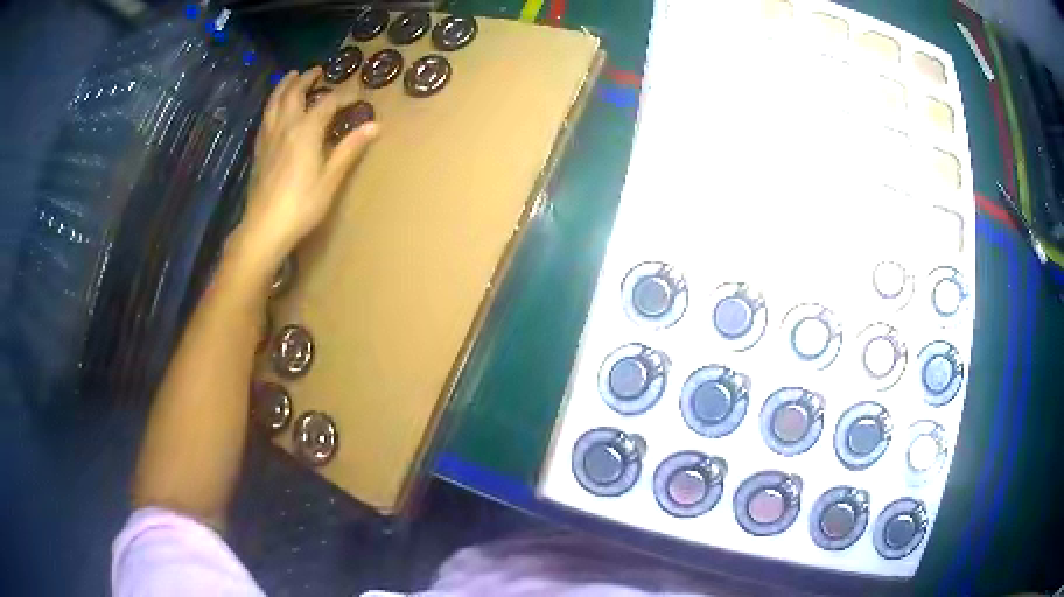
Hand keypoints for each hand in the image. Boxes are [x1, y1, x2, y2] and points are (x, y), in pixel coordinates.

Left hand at [231, 67, 378, 279]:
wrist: (264, 228)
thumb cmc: (301, 205)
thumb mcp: (330, 179)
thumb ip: (350, 149)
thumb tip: (375, 126)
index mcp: (306, 130)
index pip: (328, 102)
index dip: (344, 95)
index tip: (358, 95)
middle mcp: (285, 126)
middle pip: (294, 93)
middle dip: (306, 78)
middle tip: (317, 70)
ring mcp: (268, 137)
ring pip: (275, 102)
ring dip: (284, 86)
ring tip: (291, 77)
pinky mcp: (259, 150)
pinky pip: (266, 117)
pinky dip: (273, 105)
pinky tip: (275, 109)